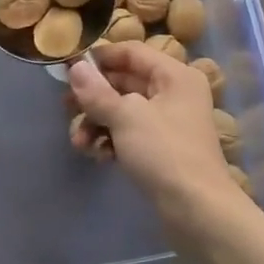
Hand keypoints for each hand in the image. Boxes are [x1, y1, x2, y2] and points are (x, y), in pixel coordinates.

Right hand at [67, 45, 247, 251]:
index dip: (99, 57)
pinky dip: (111, 140)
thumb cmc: (164, 153)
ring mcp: (169, 123)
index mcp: (174, 75)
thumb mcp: (126, 117)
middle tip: (64, 107)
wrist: (198, 211)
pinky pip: (130, 133)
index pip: (131, 52)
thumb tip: (75, 68)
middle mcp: (174, 93)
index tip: (69, 69)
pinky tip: (99, 156)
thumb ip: (97, 92)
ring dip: (97, 123)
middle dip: (93, 97)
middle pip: (125, 82)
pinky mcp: (162, 149)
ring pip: (124, 110)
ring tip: (79, 142)